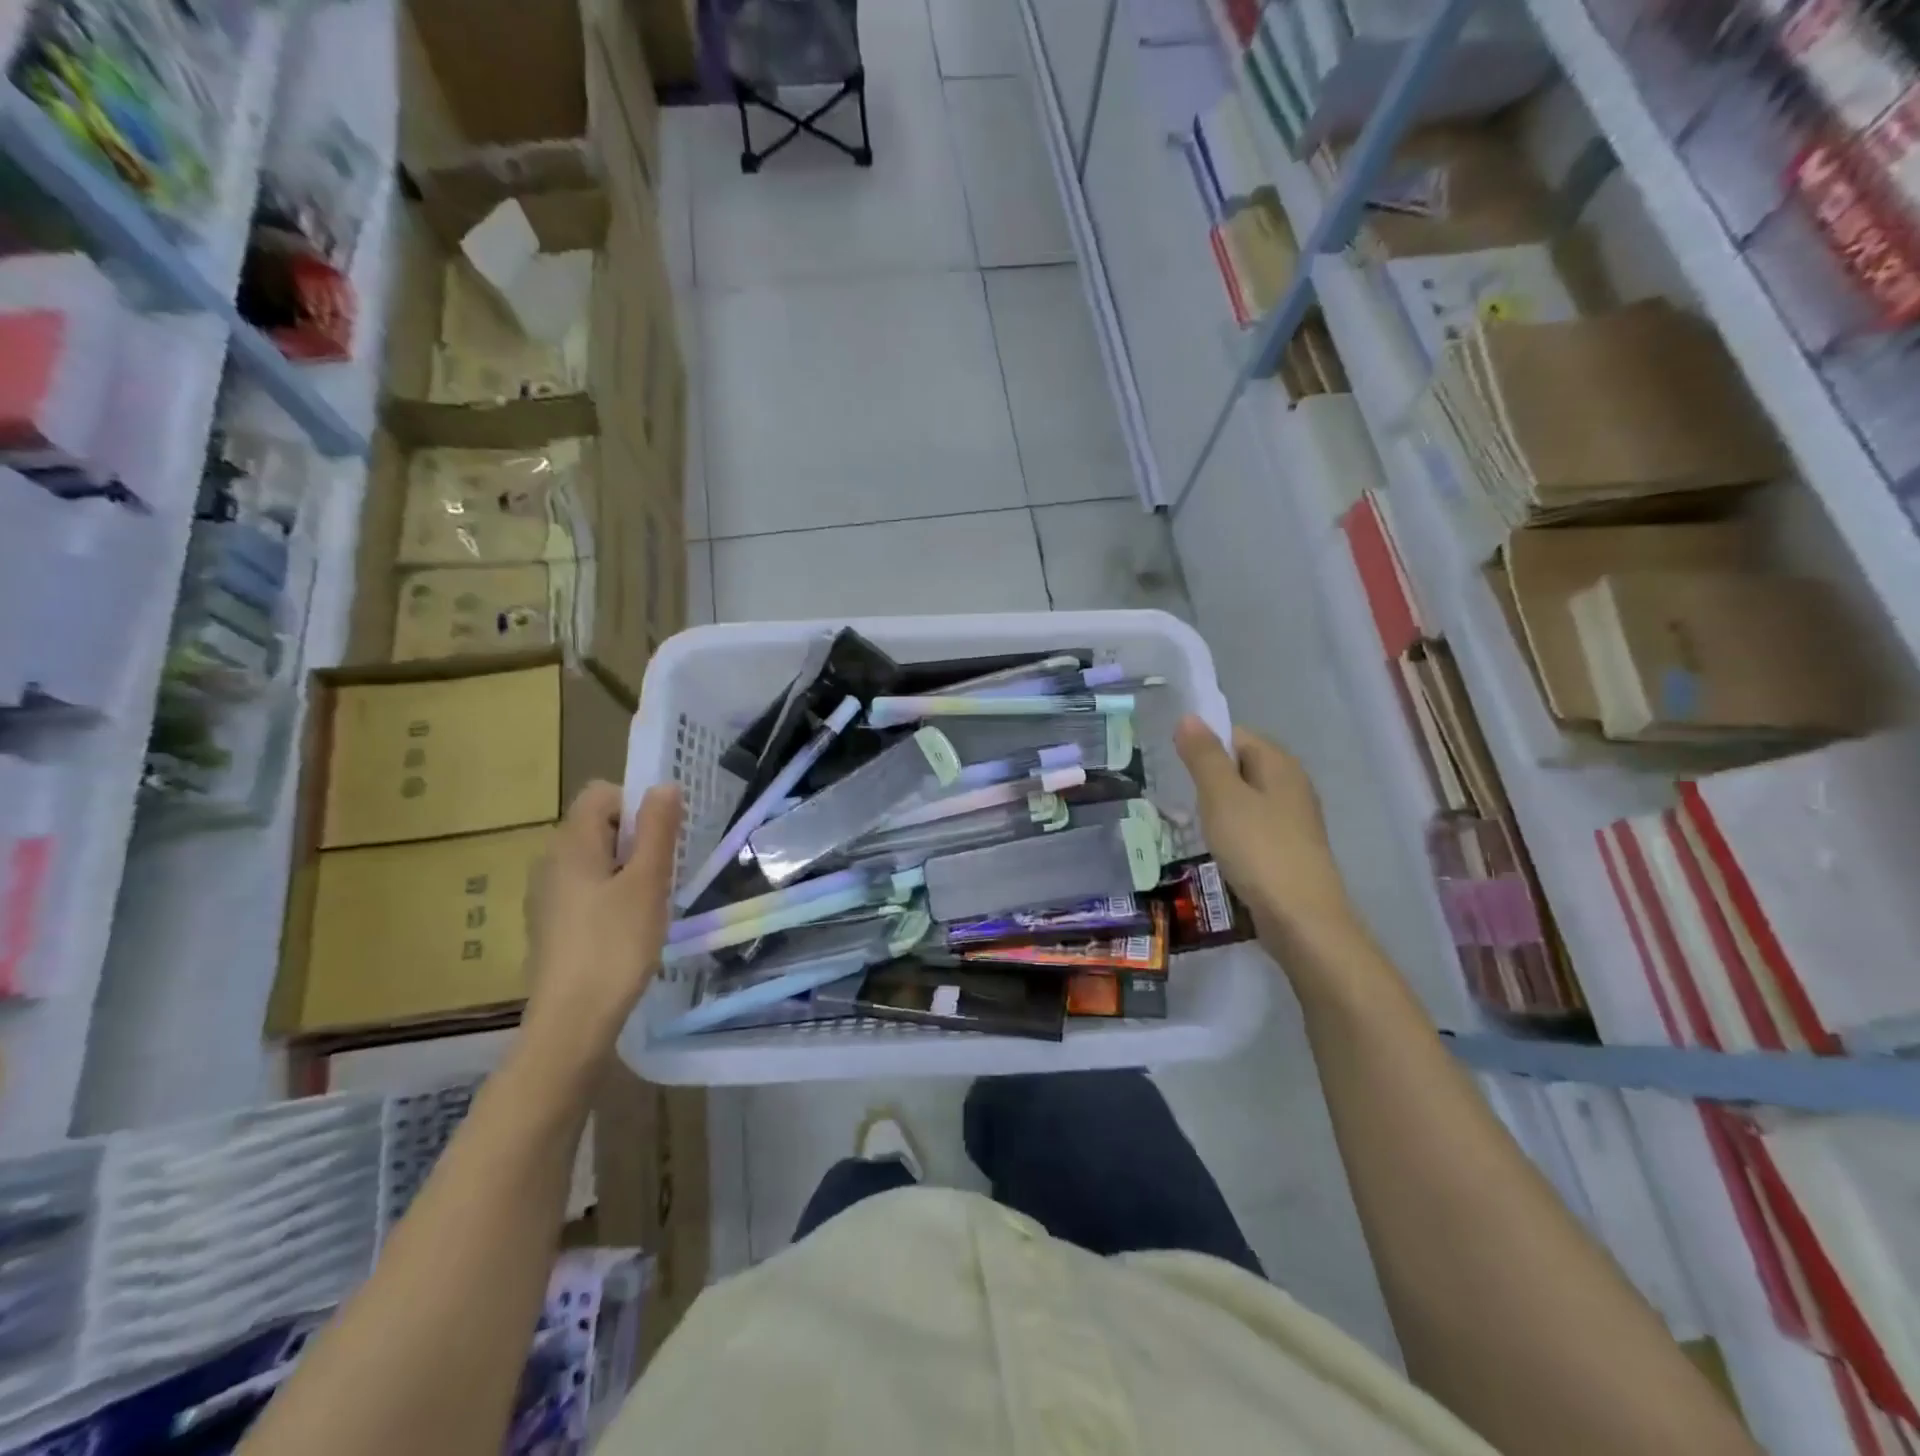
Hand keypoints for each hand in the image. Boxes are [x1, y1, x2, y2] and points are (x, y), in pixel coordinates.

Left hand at [523, 780, 682, 1055]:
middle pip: (598, 825)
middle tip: (662, 874)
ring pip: (595, 859)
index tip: (662, 840)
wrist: (572, 1022)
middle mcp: (550, 861)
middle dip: (636, 839)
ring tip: (649, 903)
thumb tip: (663, 785)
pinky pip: (585, 889)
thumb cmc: (615, 945)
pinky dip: (610, 895)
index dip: (636, 805)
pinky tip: (627, 929)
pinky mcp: (551, 924)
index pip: (602, 794)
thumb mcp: (648, 882)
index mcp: (571, 844)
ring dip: (627, 869)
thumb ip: (657, 829)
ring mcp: (546, 895)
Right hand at [1174, 716, 1362, 962]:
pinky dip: (1232, 832)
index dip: (1204, 746)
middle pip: (1241, 766)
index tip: (1175, 769)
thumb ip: (1204, 756)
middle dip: (1208, 778)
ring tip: (1192, 824)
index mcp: (1279, 764)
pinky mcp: (1289, 849)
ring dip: (1218, 808)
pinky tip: (1218, 849)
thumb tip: (1189, 716)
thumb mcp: (1221, 797)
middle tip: (1178, 797)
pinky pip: (1253, 826)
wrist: (1301, 919)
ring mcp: (1294, 819)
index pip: (1235, 735)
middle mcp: (1292, 784)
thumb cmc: (1258, 849)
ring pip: (1246, 799)